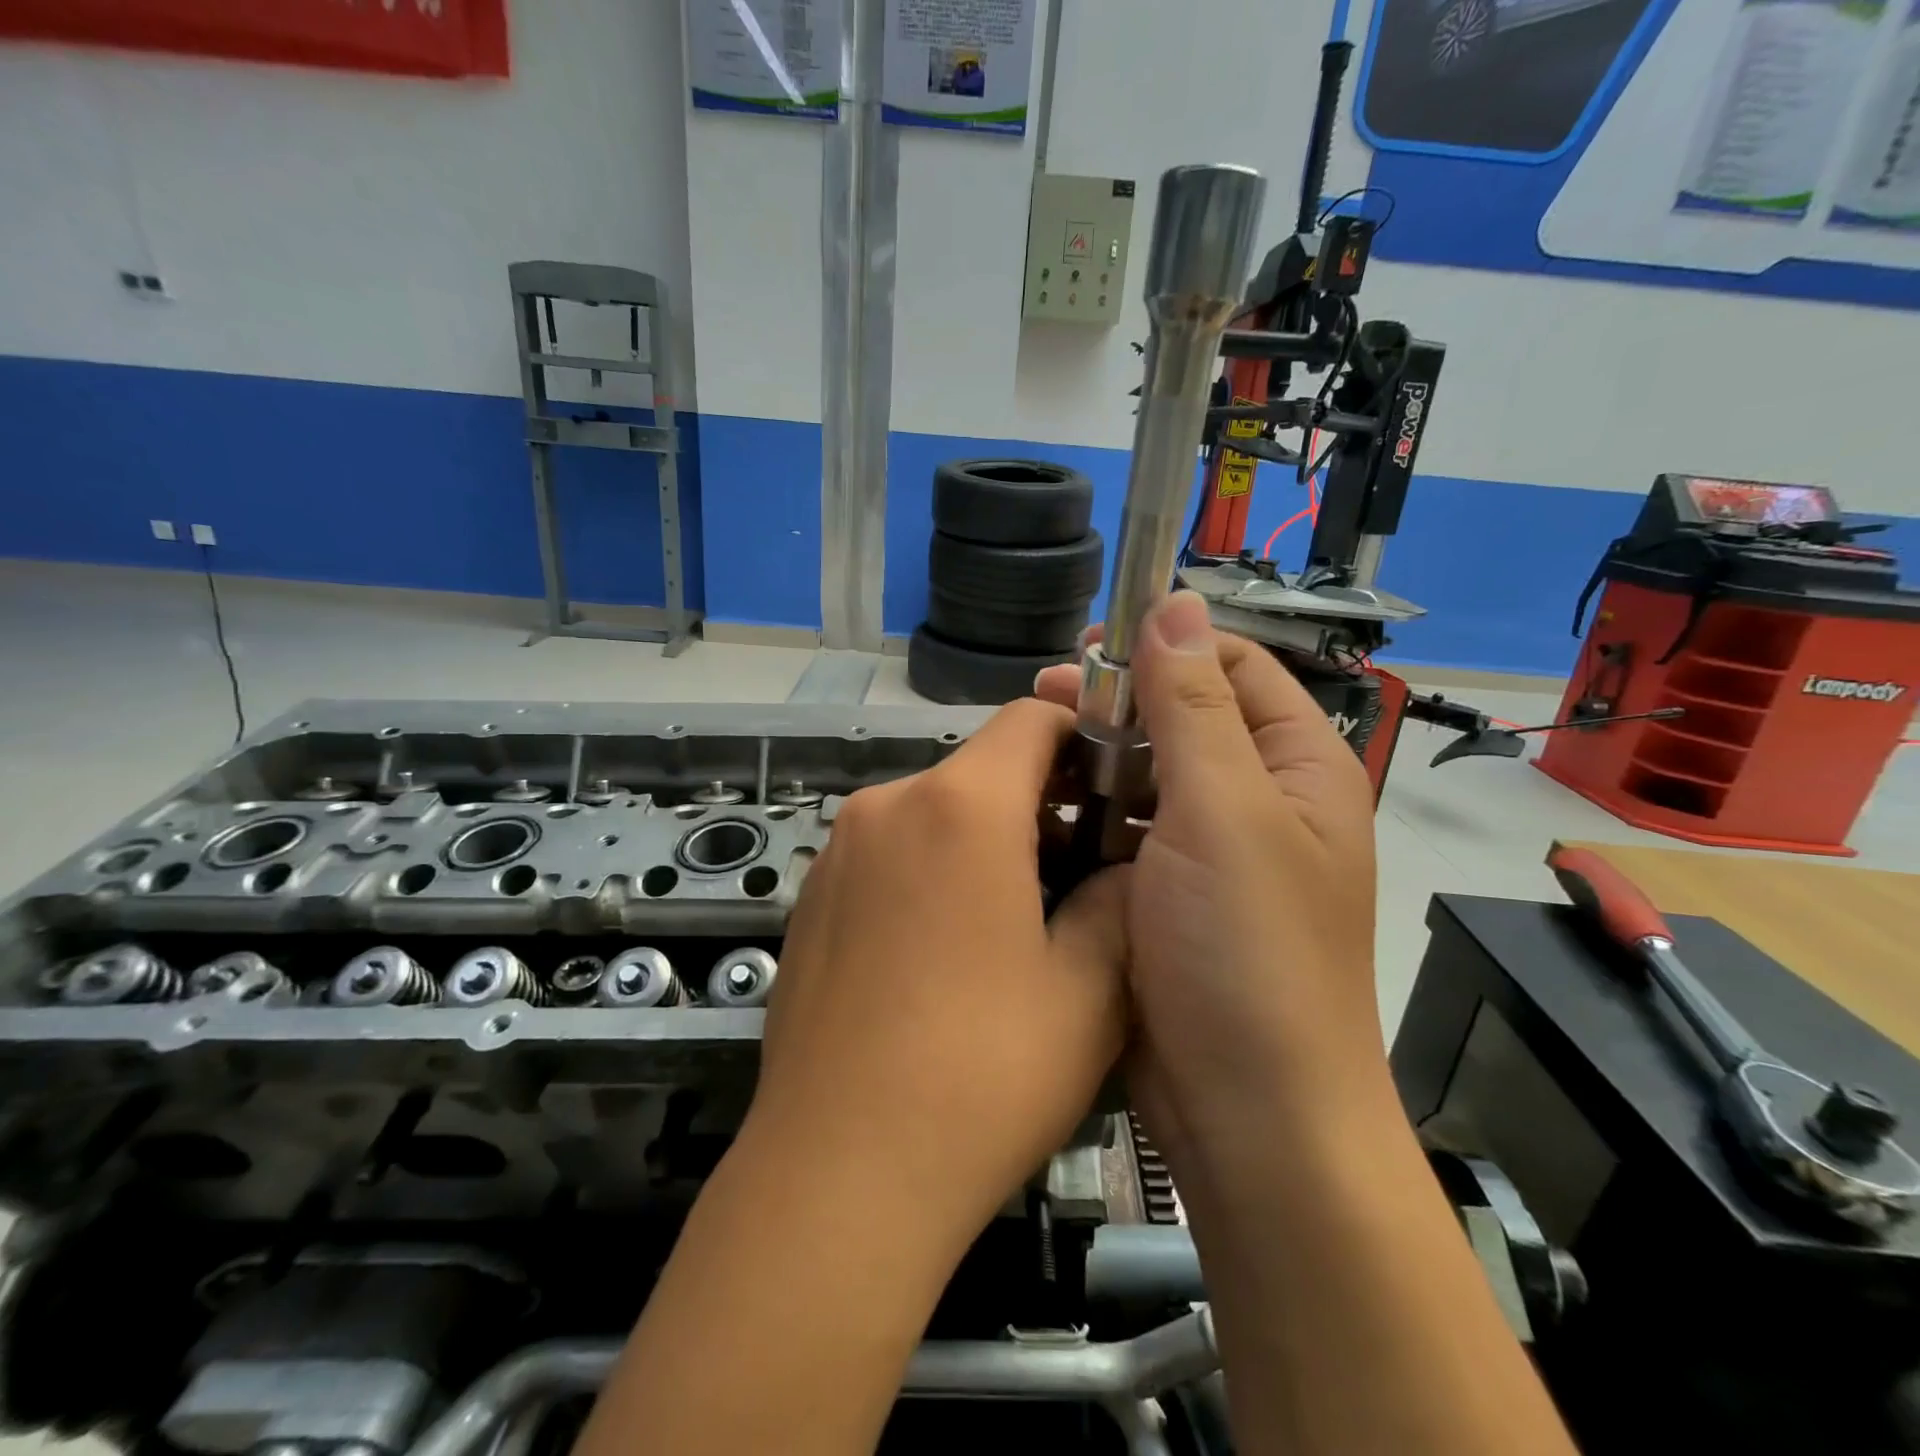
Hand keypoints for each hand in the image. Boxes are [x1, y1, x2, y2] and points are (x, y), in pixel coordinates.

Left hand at [744, 698, 1128, 1247]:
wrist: (836, 1173)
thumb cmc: (981, 1073)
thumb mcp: (1088, 990)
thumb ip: (1119, 901)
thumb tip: (1126, 867)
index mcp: (960, 806)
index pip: (1031, 719)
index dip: (1084, 739)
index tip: (1116, 791)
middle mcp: (888, 805)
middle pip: (982, 767)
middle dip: (1040, 802)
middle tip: (1082, 875)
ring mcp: (839, 851)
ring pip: (935, 811)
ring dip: (985, 840)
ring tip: (1019, 923)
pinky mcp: (811, 896)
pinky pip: (889, 852)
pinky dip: (931, 869)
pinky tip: (945, 955)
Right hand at [1035, 591, 1380, 1183]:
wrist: (1249, 1118)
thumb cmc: (1248, 954)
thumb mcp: (1222, 813)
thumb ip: (1194, 706)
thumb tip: (1176, 601)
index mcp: (1297, 768)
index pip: (1233, 666)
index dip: (1167, 644)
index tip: (1091, 647)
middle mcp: (1258, 801)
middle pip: (1184, 717)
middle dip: (1119, 702)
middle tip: (1046, 701)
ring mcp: (1209, 853)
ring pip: (1147, 775)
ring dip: (1098, 759)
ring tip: (1033, 754)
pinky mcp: (1166, 895)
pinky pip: (1125, 830)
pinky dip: (1089, 814)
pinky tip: (1043, 811)